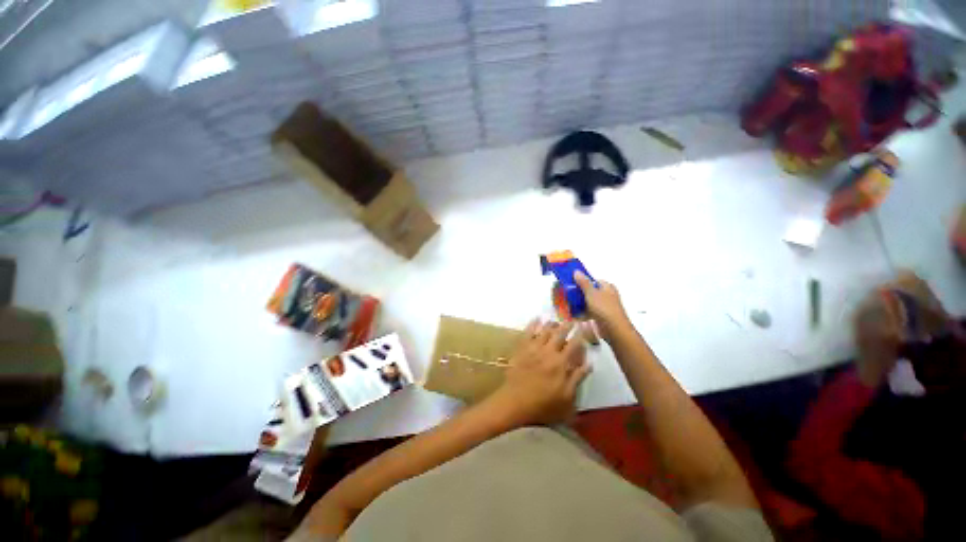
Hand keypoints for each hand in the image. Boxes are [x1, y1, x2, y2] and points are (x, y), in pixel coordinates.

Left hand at [490, 320, 590, 426]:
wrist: (515, 402)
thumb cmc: (543, 404)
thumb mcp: (566, 397)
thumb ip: (578, 378)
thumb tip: (589, 364)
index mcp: (561, 363)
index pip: (574, 345)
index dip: (580, 335)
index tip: (584, 327)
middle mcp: (548, 351)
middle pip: (559, 334)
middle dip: (567, 326)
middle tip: (572, 321)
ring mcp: (533, 348)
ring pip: (545, 330)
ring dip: (552, 324)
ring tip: (557, 321)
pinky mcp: (521, 348)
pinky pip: (528, 332)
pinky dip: (533, 324)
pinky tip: (537, 318)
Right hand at [574, 272, 630, 338]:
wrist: (614, 329)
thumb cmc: (604, 308)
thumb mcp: (592, 293)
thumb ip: (583, 282)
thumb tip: (576, 271)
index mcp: (607, 287)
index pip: (594, 280)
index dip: (583, 281)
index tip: (572, 283)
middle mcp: (606, 295)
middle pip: (590, 291)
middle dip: (579, 293)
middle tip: (567, 294)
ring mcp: (604, 306)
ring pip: (589, 302)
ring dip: (579, 303)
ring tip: (568, 303)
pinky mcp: (601, 316)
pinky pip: (589, 312)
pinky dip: (582, 312)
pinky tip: (573, 314)